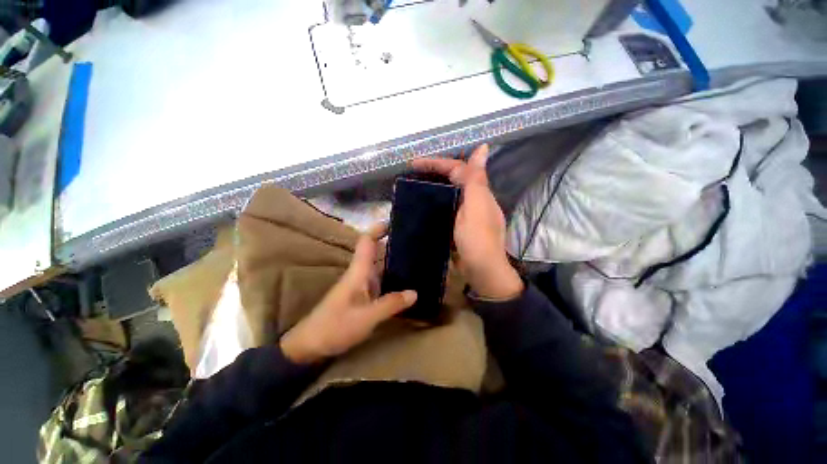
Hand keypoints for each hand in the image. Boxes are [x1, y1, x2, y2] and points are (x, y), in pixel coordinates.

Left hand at [280, 225, 416, 364]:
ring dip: (393, 259)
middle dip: (392, 243)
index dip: (378, 229)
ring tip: (415, 257)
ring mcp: (360, 285)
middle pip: (376, 251)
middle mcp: (360, 273)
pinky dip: (392, 275)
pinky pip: (380, 279)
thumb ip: (391, 304)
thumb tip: (415, 292)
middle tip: (415, 241)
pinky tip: (405, 281)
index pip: (367, 242)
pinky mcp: (362, 296)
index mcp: (358, 272)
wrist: (310, 345)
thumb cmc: (335, 327)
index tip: (394, 221)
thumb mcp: (366, 317)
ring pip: (379, 265)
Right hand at [412, 144, 522, 299]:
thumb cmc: (478, 239)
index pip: (457, 169)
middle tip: (412, 173)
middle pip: (453, 179)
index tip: (414, 164)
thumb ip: (476, 179)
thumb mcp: (476, 207)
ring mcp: (466, 214)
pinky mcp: (459, 226)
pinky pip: (446, 209)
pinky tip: (423, 206)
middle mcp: (474, 200)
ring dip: (433, 187)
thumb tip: (484, 147)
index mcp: (478, 192)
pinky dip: (435, 204)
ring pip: (449, 194)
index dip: (437, 163)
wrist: (482, 272)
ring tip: (414, 186)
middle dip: (434, 173)